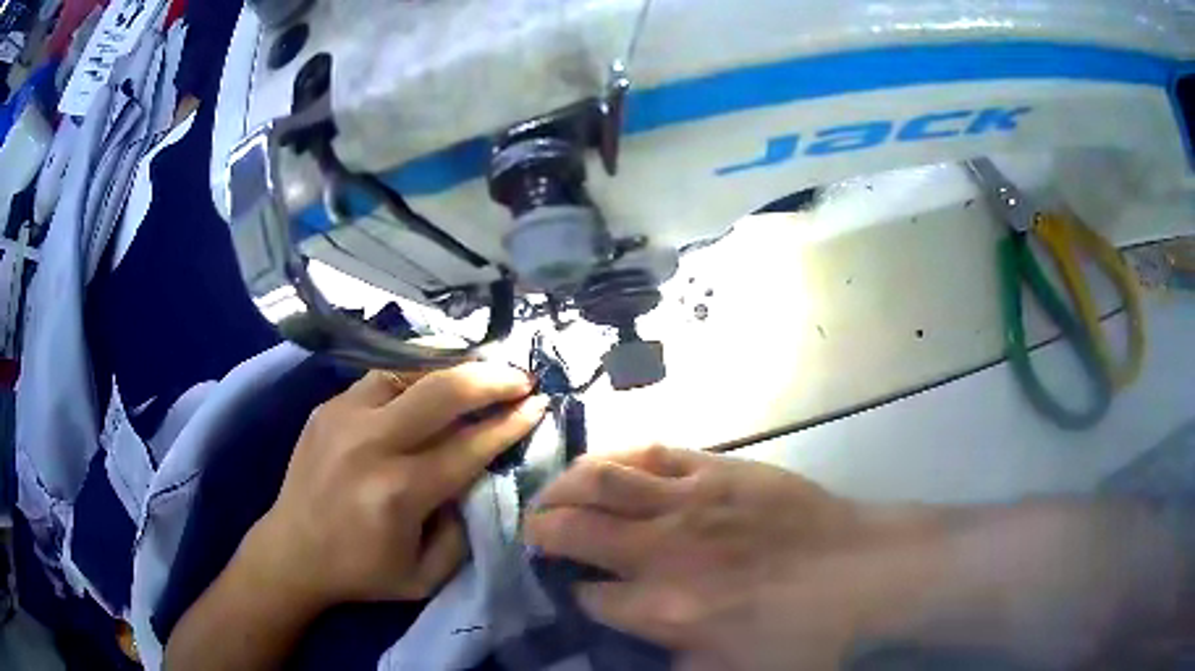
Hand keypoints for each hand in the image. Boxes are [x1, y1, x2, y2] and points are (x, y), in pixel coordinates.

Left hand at [249, 363, 548, 608]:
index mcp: (398, 492)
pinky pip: (381, 379)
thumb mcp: (426, 577)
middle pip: (442, 391)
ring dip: (452, 370)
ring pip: (409, 372)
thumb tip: (480, 479)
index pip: (469, 445)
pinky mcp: (327, 407)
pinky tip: (430, 387)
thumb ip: (464, 532)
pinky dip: (414, 379)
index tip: (539, 405)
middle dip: (491, 378)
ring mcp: (343, 417)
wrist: (291, 552)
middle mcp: (370, 444)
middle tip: (521, 377)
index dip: (510, 423)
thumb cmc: (362, 572)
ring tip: (478, 376)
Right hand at [525, 447, 941, 670]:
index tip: (575, 592)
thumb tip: (635, 656)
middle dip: (542, 532)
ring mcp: (688, 501)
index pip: (588, 598)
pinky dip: (619, 456)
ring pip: (601, 481)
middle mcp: (661, 551)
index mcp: (661, 609)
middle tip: (536, 533)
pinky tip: (608, 464)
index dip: (574, 595)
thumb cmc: (802, 633)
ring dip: (564, 487)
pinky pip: (653, 452)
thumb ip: (673, 670)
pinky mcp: (717, 469)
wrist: (860, 571)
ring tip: (553, 494)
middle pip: (574, 530)